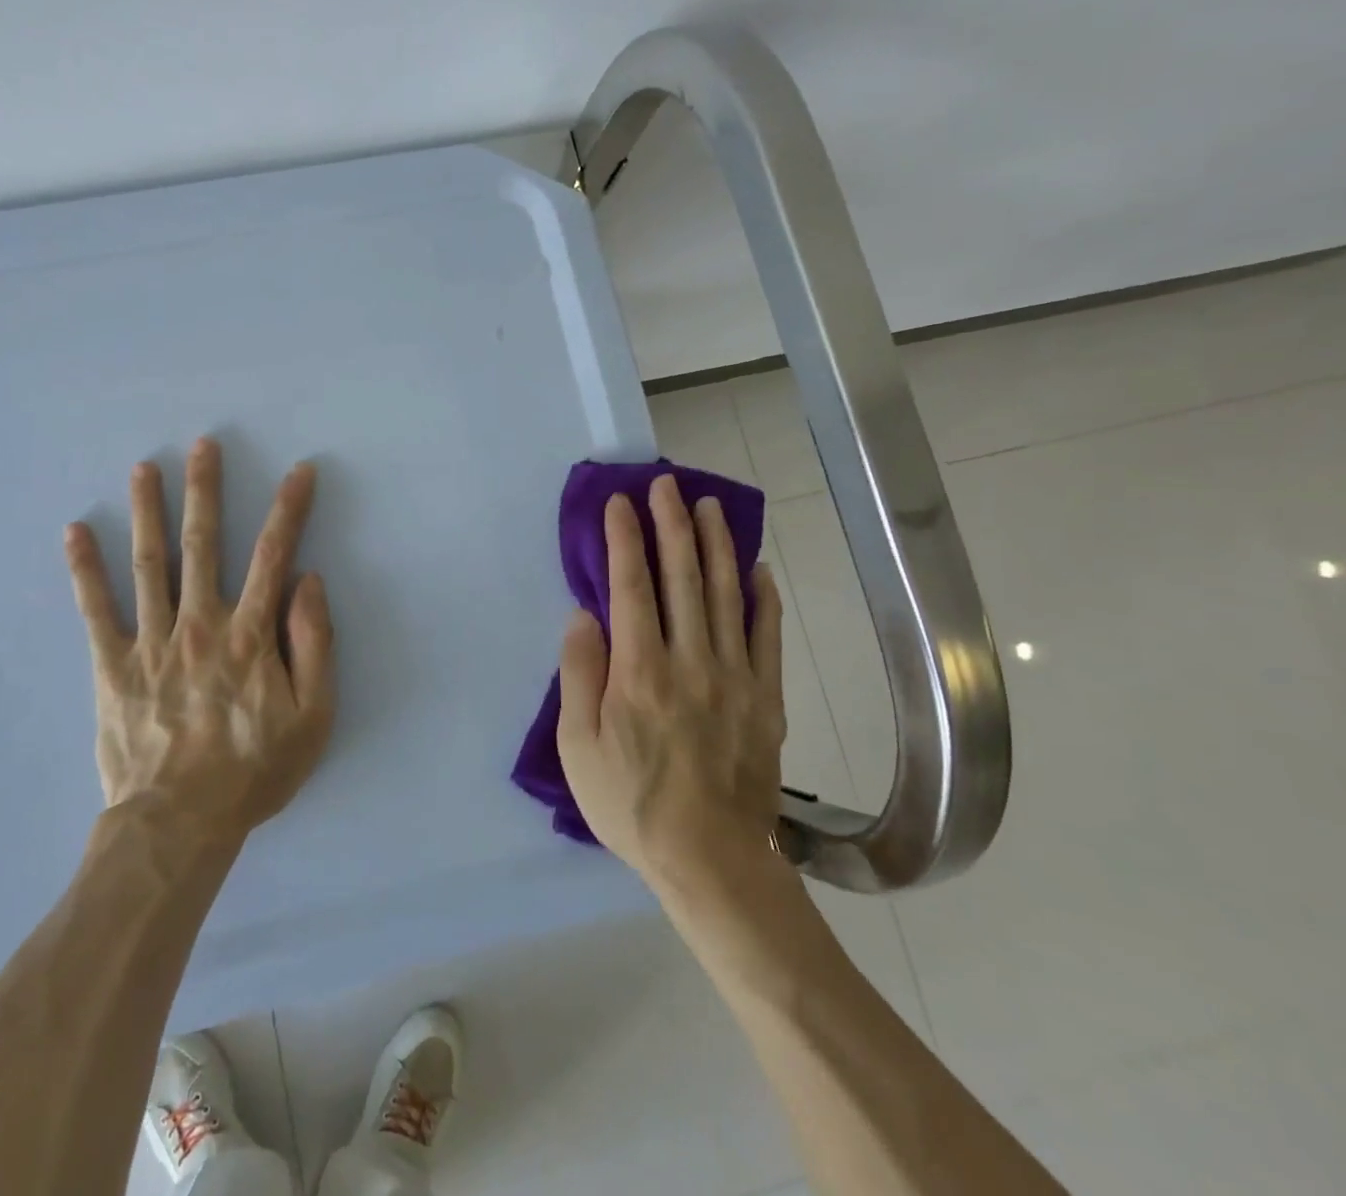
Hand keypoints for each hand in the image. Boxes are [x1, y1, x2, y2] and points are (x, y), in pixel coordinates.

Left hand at [64, 438, 334, 845]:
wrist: (179, 823)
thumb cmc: (254, 770)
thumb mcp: (313, 716)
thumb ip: (314, 644)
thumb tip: (308, 582)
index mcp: (250, 634)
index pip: (272, 555)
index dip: (288, 509)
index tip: (299, 472)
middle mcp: (200, 623)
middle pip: (202, 543)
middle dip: (205, 490)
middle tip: (202, 445)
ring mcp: (151, 641)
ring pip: (149, 563)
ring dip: (148, 510)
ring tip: (144, 467)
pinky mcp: (112, 666)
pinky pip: (95, 610)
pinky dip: (84, 570)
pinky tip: (75, 532)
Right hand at [556, 475, 786, 894]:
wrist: (712, 861)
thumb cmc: (631, 804)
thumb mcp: (578, 746)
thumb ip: (579, 674)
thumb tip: (584, 615)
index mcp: (639, 671)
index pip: (632, 587)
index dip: (626, 540)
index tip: (621, 503)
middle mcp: (690, 660)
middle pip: (683, 578)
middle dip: (672, 526)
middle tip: (668, 485)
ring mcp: (735, 677)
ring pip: (726, 596)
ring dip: (717, 546)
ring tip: (710, 507)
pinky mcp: (766, 699)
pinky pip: (768, 637)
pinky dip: (764, 599)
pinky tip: (759, 570)